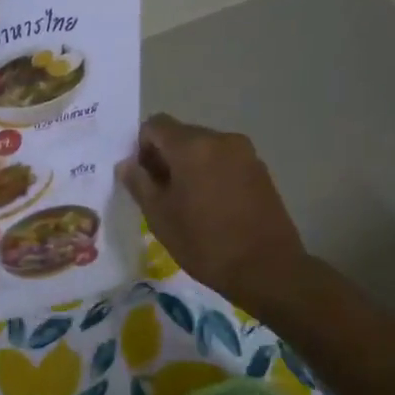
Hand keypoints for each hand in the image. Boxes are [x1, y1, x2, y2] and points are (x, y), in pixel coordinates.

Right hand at [118, 114, 307, 310]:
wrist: (267, 268)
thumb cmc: (204, 242)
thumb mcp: (160, 216)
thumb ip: (139, 183)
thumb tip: (127, 164)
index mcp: (192, 146)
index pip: (155, 125)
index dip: (141, 147)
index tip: (142, 178)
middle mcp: (220, 139)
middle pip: (181, 135)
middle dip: (165, 157)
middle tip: (159, 194)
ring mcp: (245, 153)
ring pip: (204, 149)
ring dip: (188, 167)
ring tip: (186, 203)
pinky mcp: (260, 170)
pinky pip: (224, 161)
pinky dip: (210, 174)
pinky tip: (211, 206)